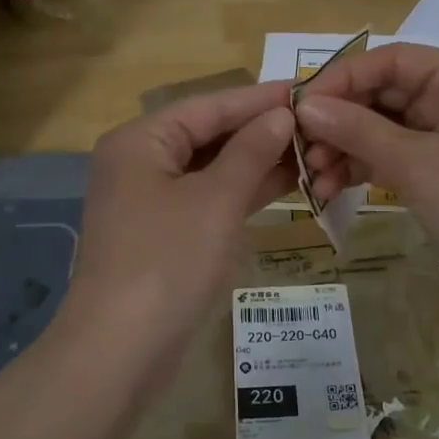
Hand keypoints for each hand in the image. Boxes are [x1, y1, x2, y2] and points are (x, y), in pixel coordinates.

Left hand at [62, 80, 295, 376]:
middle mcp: (140, 162)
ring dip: (257, 162)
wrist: (121, 350)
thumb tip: (281, 115)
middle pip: (208, 135)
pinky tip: (285, 184)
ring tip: (313, 149)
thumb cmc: (168, 261)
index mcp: (140, 141)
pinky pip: (208, 199)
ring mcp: (150, 201)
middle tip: (318, 122)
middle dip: (260, 131)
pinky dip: (242, 192)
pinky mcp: (164, 234)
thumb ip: (250, 152)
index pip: (208, 106)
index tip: (307, 88)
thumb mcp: (216, 200)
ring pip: (211, 169)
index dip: (258, 98)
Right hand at [295, 43, 438, 298]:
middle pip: (386, 94)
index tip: (301, 104)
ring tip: (312, 175)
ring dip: (346, 147)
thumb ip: (359, 130)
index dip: (344, 77)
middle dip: (340, 119)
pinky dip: (364, 168)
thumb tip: (305, 106)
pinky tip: (330, 186)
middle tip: (301, 147)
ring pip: (385, 128)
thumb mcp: (418, 164)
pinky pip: (393, 158)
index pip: (394, 60)